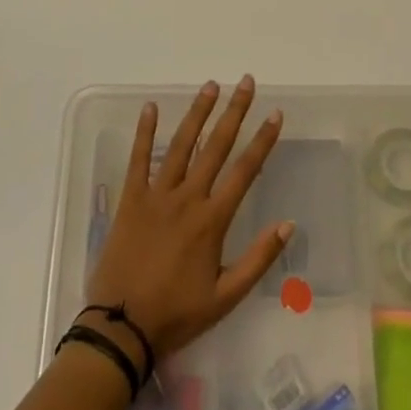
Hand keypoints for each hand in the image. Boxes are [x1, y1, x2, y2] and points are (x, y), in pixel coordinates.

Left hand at [86, 76, 291, 362]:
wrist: (121, 327)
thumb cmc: (176, 314)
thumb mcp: (226, 296)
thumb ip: (258, 259)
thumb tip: (288, 224)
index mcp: (212, 220)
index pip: (244, 171)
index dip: (262, 141)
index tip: (275, 114)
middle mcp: (187, 198)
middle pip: (215, 147)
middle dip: (234, 112)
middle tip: (246, 82)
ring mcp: (156, 195)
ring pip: (181, 145)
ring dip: (197, 113)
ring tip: (211, 86)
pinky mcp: (130, 199)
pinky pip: (138, 159)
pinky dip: (144, 132)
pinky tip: (151, 107)